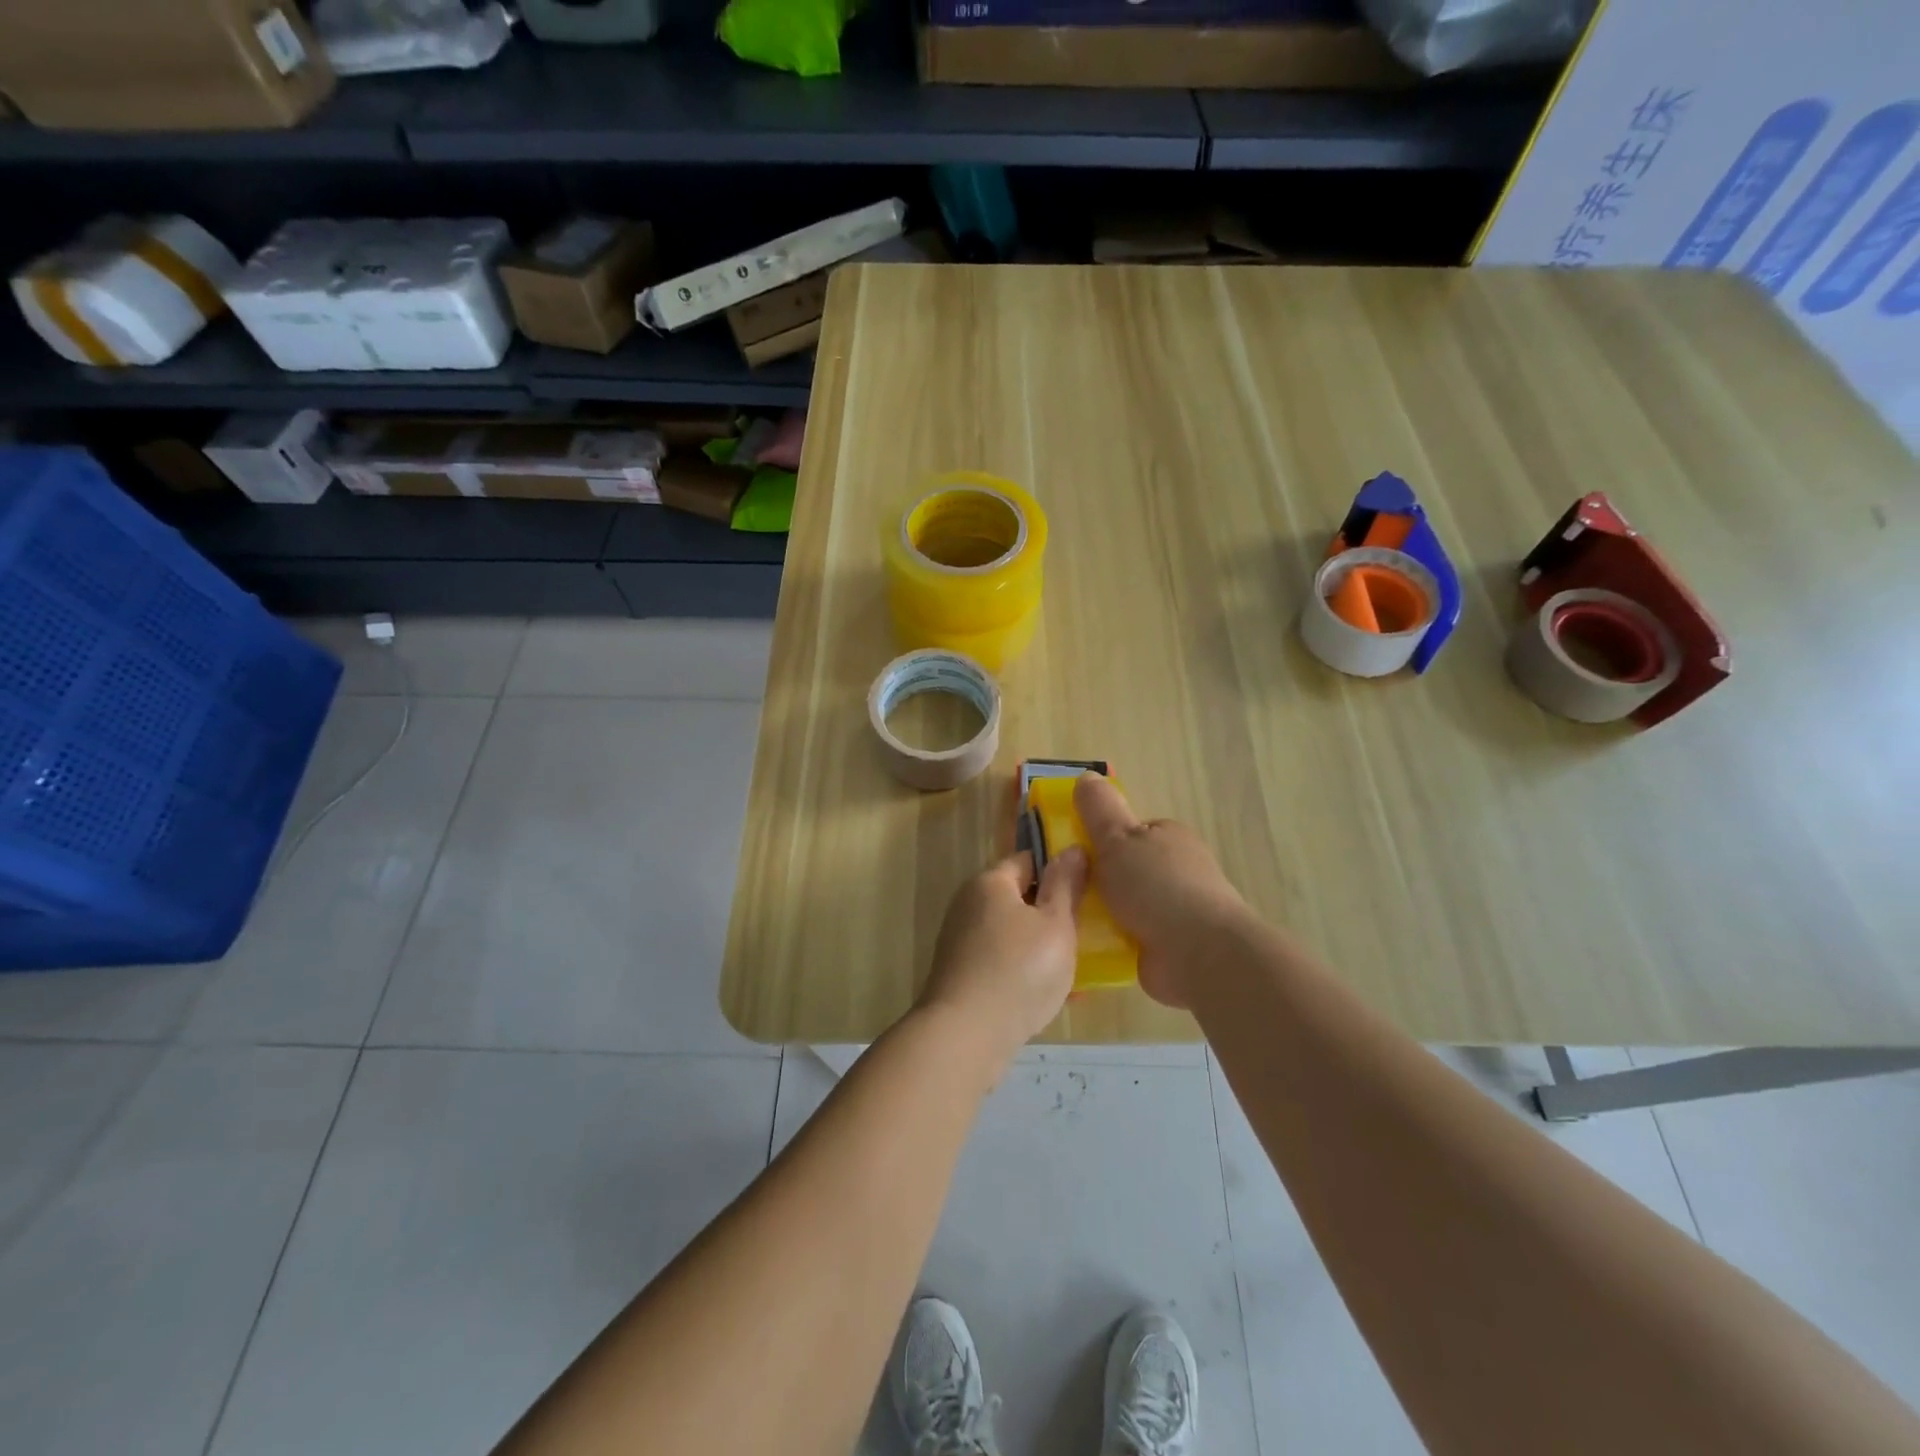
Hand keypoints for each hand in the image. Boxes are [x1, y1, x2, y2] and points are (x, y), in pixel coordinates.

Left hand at [919, 847, 1086, 1065]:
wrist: (966, 1035)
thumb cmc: (1019, 970)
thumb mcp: (1055, 924)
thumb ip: (1065, 885)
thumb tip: (1072, 848)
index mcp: (990, 882)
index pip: (1028, 859)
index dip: (1059, 870)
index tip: (1087, 890)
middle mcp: (968, 904)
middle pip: (1018, 898)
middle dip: (1051, 914)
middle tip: (1085, 933)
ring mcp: (960, 941)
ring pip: (1011, 934)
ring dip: (1040, 947)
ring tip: (1074, 969)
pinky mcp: (960, 974)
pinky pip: (1000, 963)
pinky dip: (1023, 973)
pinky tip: (1048, 997)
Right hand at [1075, 773, 1247, 1008]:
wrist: (1200, 954)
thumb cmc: (1156, 886)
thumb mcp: (1117, 838)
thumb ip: (1098, 810)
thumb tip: (1086, 776)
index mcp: (1168, 837)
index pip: (1128, 832)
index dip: (1100, 840)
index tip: (1071, 855)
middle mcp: (1176, 870)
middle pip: (1125, 869)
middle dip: (1098, 881)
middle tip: (1063, 890)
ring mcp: (1176, 911)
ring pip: (1126, 906)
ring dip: (1102, 914)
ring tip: (1067, 920)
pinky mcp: (1171, 947)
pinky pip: (1131, 938)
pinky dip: (1112, 942)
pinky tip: (1087, 948)